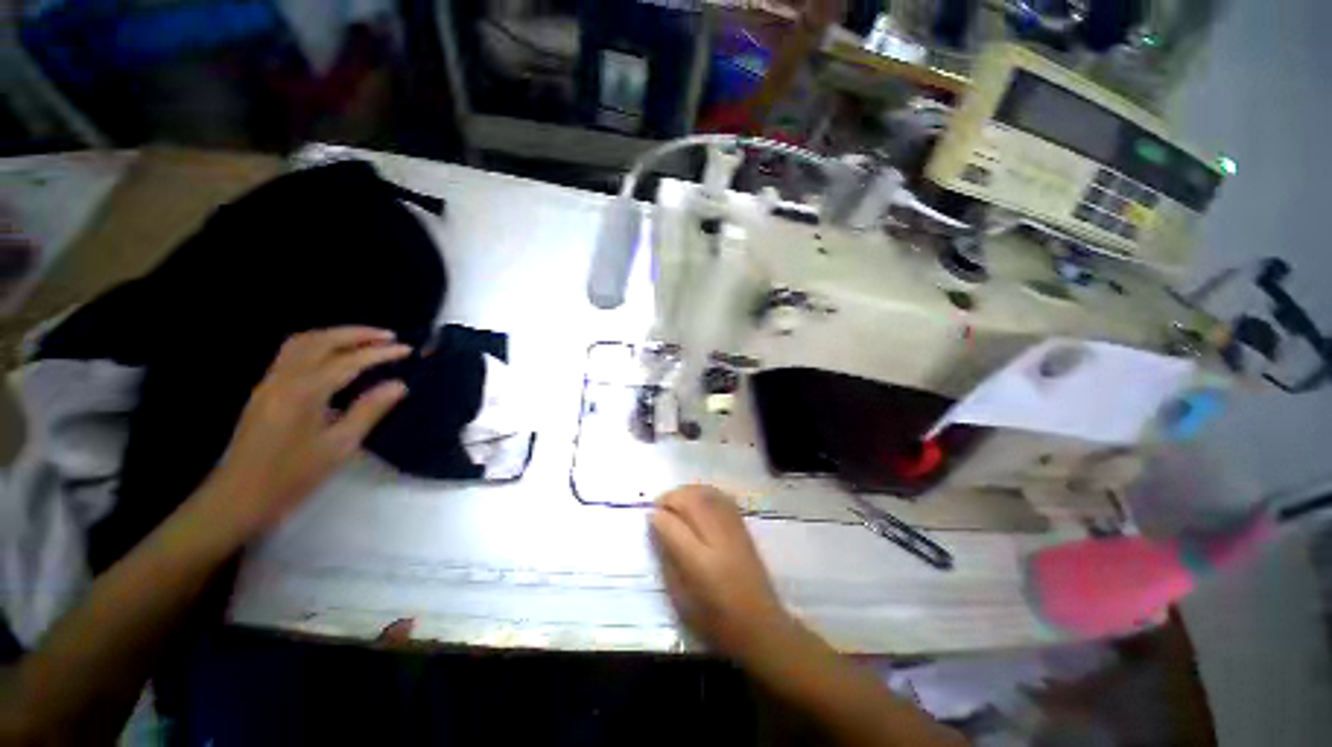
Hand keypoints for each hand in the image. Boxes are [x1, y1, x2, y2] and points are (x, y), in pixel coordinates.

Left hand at [198, 327, 410, 540]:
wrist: (237, 499)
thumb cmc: (291, 476)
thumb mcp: (339, 446)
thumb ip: (369, 410)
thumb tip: (399, 385)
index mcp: (304, 391)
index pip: (348, 361)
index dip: (380, 353)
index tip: (407, 350)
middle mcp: (284, 378)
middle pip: (320, 340)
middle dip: (356, 334)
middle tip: (388, 336)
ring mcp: (270, 383)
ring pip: (302, 343)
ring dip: (335, 336)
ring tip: (365, 341)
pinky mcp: (265, 392)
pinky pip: (292, 355)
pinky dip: (319, 346)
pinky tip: (335, 358)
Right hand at [650, 485, 794, 662]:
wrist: (761, 625)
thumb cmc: (716, 620)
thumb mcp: (681, 598)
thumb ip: (668, 559)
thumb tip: (657, 528)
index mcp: (701, 562)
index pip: (673, 525)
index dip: (657, 517)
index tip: (649, 517)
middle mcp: (719, 538)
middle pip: (692, 501)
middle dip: (671, 497)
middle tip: (659, 506)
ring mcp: (734, 529)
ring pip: (707, 493)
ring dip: (687, 491)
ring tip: (675, 501)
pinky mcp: (743, 526)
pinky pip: (721, 497)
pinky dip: (704, 492)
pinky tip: (697, 500)